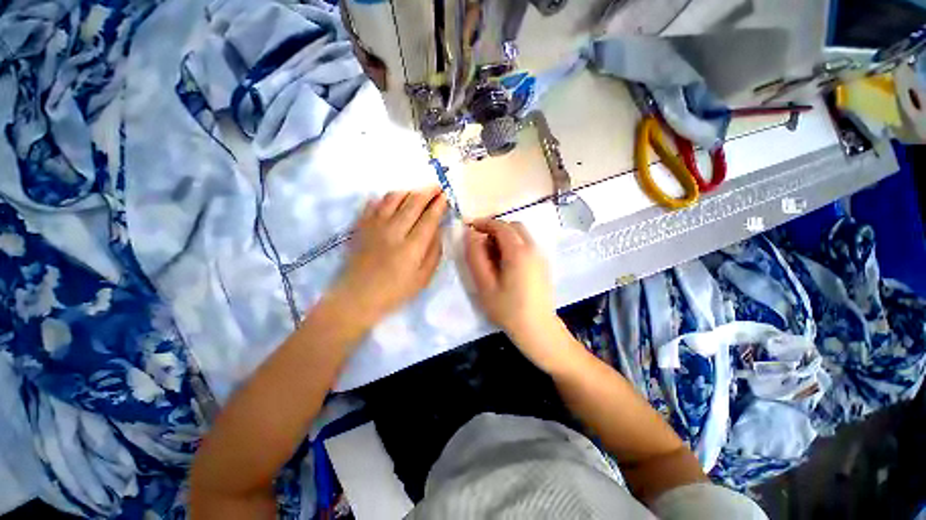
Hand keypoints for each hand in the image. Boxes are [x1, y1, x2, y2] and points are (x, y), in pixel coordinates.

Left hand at [329, 188, 446, 328]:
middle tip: (436, 187)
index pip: (429, 218)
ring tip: (417, 193)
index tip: (445, 196)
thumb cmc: (395, 292)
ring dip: (408, 192)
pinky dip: (385, 198)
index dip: (439, 205)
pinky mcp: (361, 226)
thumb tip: (438, 230)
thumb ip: (434, 252)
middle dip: (427, 192)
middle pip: (413, 203)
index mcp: (411, 247)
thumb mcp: (423, 278)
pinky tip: (392, 200)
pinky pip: (373, 204)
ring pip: (393, 199)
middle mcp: (393, 231)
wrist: (357, 297)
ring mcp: (374, 226)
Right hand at [464, 219, 558, 339]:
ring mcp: (540, 256)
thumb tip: (470, 235)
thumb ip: (475, 257)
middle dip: (495, 228)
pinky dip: (514, 244)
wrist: (538, 329)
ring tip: (491, 253)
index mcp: (518, 252)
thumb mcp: (485, 285)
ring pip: (521, 235)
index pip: (501, 226)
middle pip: (513, 227)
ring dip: (505, 236)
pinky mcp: (543, 265)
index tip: (470, 227)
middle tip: (480, 241)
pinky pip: (527, 245)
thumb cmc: (508, 310)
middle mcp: (533, 249)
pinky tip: (505, 262)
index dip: (484, 223)